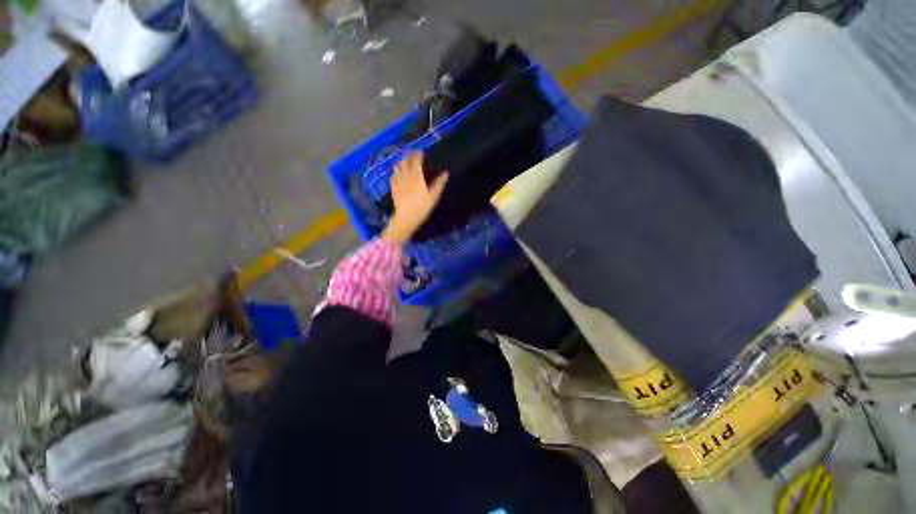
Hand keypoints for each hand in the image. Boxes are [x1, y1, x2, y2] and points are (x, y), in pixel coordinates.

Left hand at [381, 152, 447, 244]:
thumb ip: (439, 184)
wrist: (406, 218)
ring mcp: (398, 182)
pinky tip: (397, 174)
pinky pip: (393, 177)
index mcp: (417, 177)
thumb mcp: (433, 197)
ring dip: (401, 162)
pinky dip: (396, 172)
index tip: (421, 152)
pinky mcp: (393, 188)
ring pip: (397, 168)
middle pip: (405, 162)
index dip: (418, 155)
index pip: (416, 161)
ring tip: (404, 161)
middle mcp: (406, 177)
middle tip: (412, 154)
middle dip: (408, 156)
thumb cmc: (422, 208)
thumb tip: (446, 173)